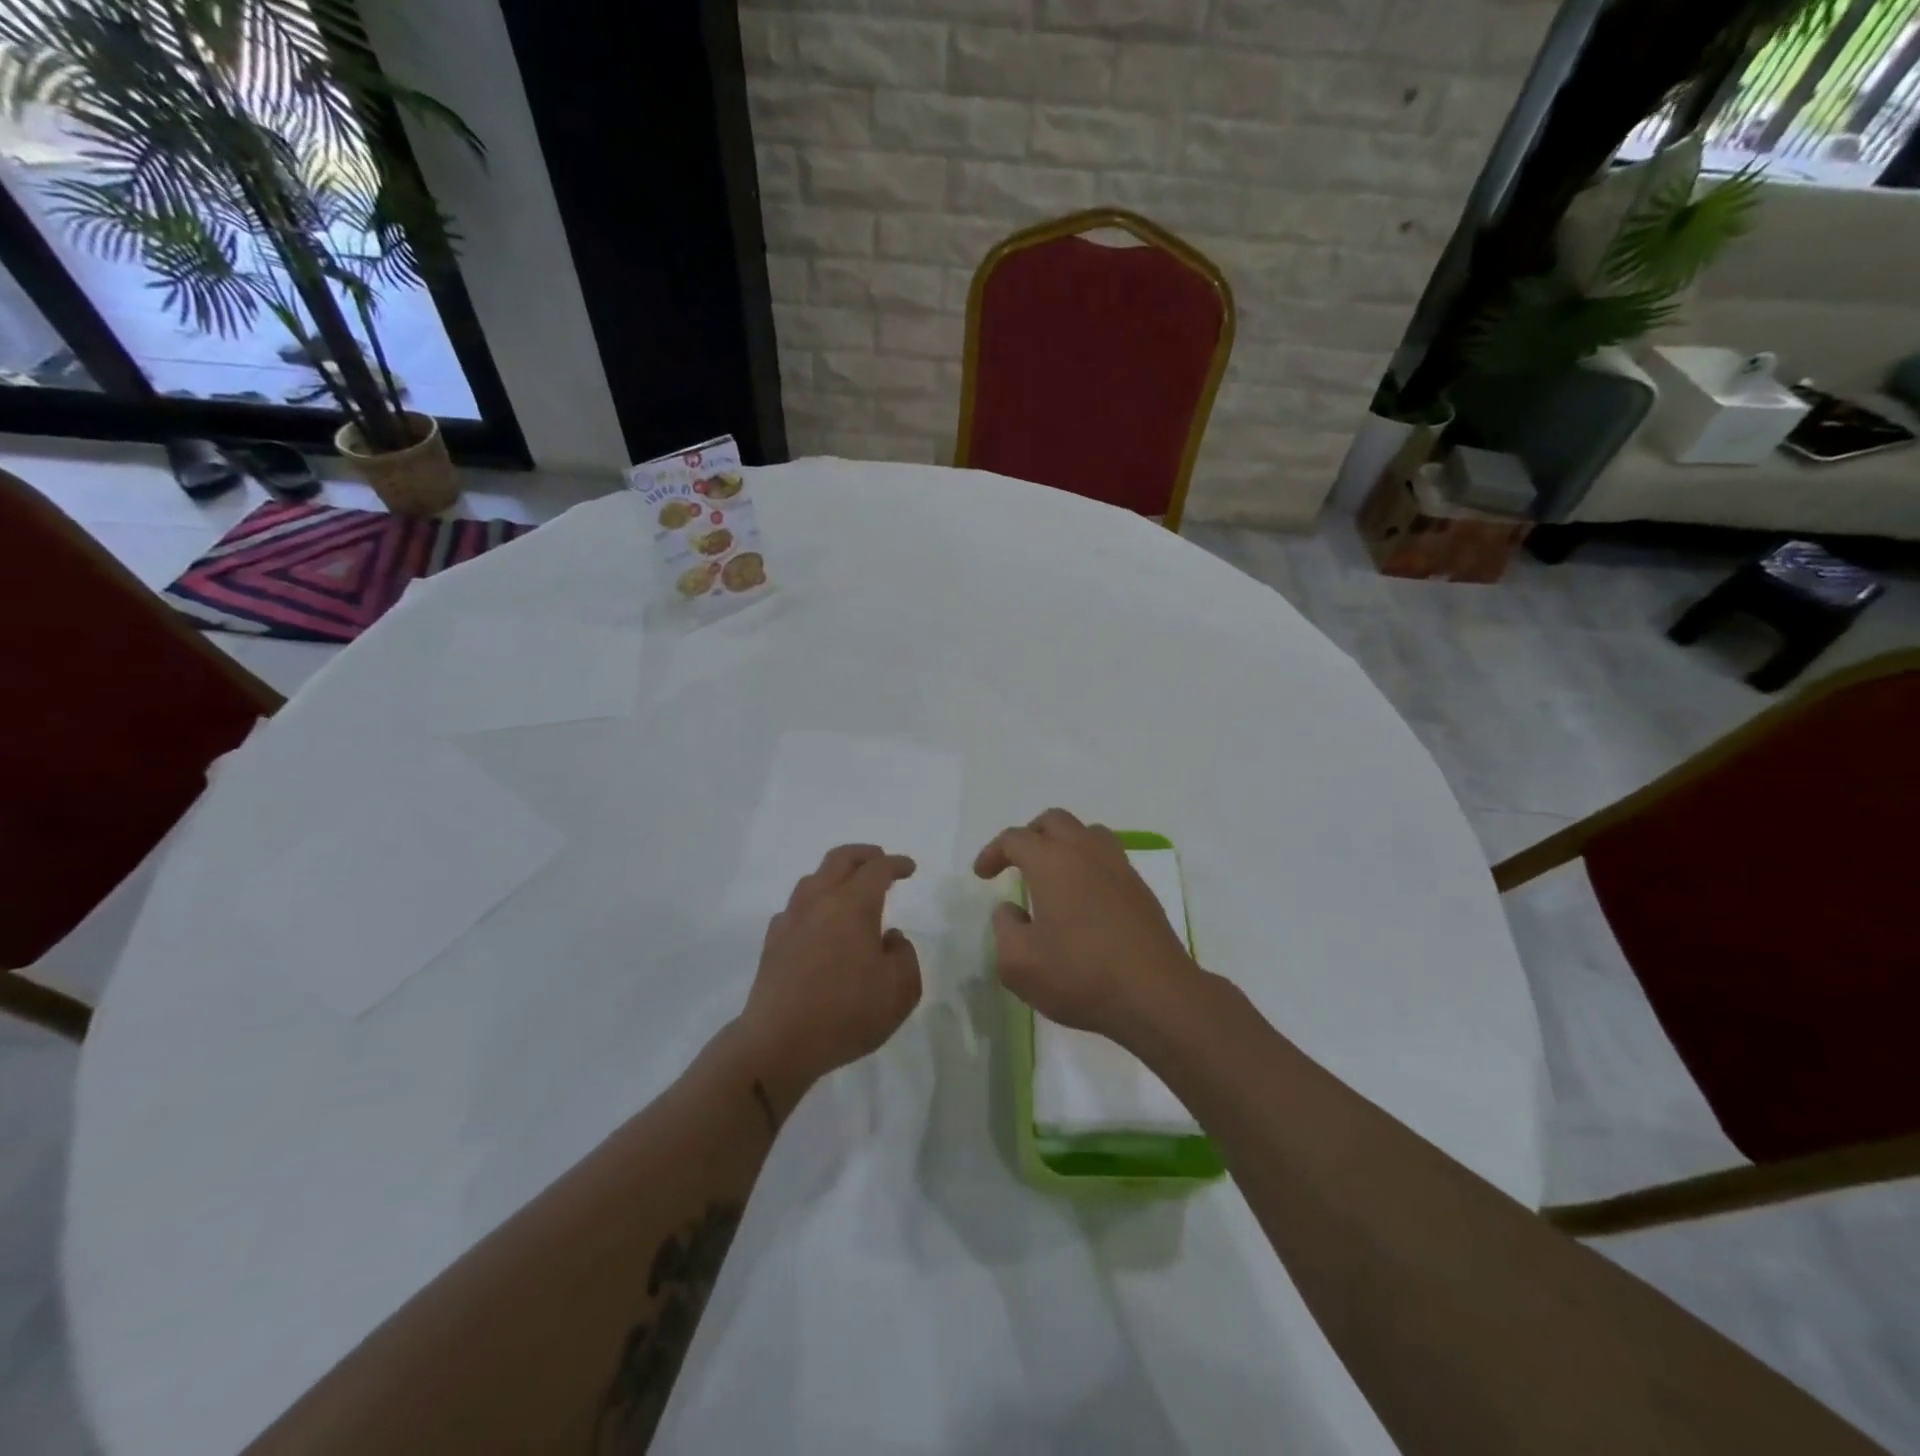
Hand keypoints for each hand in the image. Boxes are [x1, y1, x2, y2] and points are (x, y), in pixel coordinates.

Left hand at [736, 844, 922, 1089]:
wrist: (778, 1042)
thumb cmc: (846, 1014)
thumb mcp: (900, 991)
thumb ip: (905, 956)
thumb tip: (891, 938)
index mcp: (853, 905)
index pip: (877, 869)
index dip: (896, 864)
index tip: (909, 868)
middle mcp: (819, 902)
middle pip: (840, 859)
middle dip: (864, 854)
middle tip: (880, 860)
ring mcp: (791, 919)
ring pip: (813, 879)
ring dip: (836, 875)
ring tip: (851, 890)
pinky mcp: (773, 941)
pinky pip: (796, 907)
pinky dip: (815, 903)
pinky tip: (820, 923)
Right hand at [973, 809, 1199, 1045]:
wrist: (1155, 994)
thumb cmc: (1080, 975)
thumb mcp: (1018, 963)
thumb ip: (1005, 928)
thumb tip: (1012, 909)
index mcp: (1051, 861)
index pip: (1015, 839)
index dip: (993, 852)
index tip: (983, 875)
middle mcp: (1085, 851)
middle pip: (1053, 821)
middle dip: (1030, 836)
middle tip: (1016, 863)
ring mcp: (1118, 866)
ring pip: (1086, 833)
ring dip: (1064, 844)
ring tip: (1053, 874)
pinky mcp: (1140, 888)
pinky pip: (1108, 858)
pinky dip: (1088, 864)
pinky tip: (1084, 897)